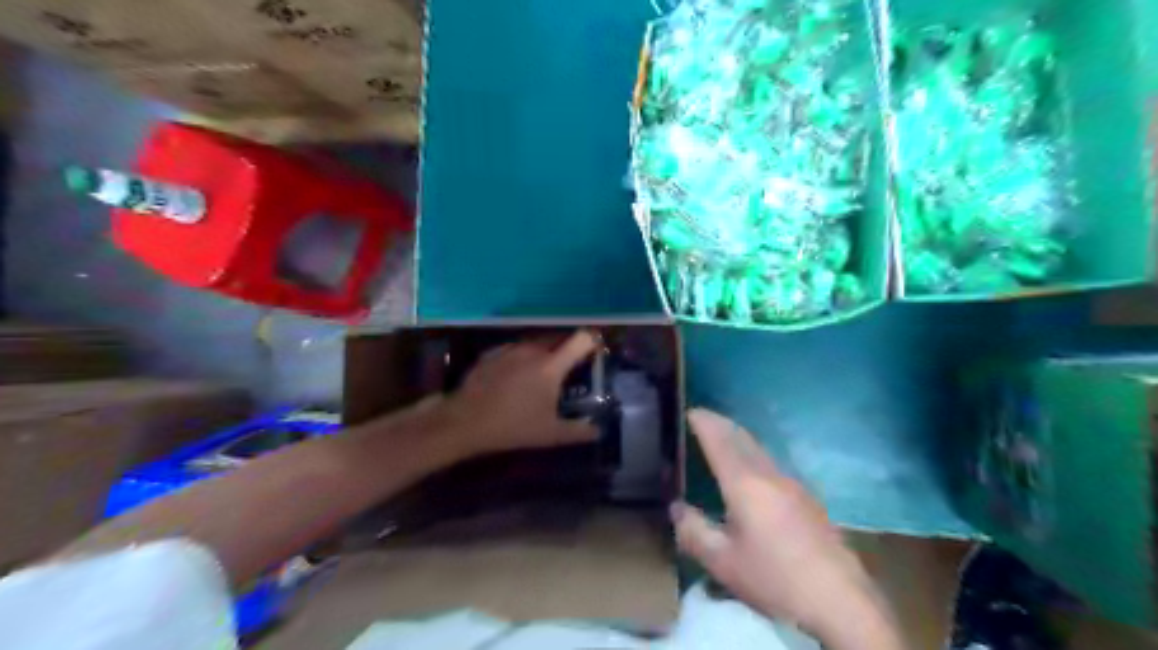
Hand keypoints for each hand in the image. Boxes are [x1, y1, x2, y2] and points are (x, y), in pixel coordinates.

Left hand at [443, 331, 601, 457]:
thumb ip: (578, 432)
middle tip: (570, 370)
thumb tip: (598, 431)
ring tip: (541, 374)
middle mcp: (532, 350)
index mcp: (552, 366)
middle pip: (558, 339)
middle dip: (568, 350)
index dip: (592, 342)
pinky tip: (515, 377)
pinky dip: (520, 358)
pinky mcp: (491, 354)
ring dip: (543, 354)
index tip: (596, 353)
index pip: (581, 339)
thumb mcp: (550, 434)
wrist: (465, 422)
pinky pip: (514, 350)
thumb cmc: (513, 427)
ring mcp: (509, 350)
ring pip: (535, 344)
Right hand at [670, 409, 903, 646]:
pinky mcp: (808, 499)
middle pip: (743, 437)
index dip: (704, 423)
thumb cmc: (775, 579)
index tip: (689, 411)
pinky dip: (753, 453)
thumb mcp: (723, 562)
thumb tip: (676, 508)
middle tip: (703, 417)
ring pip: (760, 449)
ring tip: (723, 438)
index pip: (720, 441)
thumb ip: (694, 532)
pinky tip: (753, 471)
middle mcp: (770, 475)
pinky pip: (772, 463)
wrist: (840, 600)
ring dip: (739, 437)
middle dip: (721, 423)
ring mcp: (793, 485)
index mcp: (745, 484)